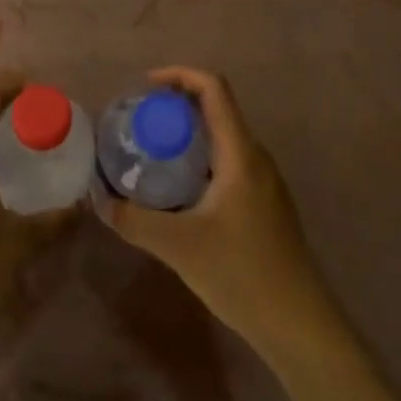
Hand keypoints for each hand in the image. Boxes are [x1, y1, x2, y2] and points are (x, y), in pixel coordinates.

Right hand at [110, 67, 334, 352]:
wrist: (300, 326)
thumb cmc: (243, 274)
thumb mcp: (179, 246)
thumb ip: (134, 220)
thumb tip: (99, 199)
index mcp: (240, 152)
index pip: (214, 88)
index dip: (180, 74)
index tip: (146, 87)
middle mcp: (255, 156)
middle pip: (217, 108)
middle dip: (177, 105)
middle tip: (140, 121)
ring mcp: (264, 181)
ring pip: (222, 137)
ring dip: (188, 134)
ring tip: (152, 151)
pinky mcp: (264, 204)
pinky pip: (227, 162)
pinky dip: (199, 158)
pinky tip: (178, 190)